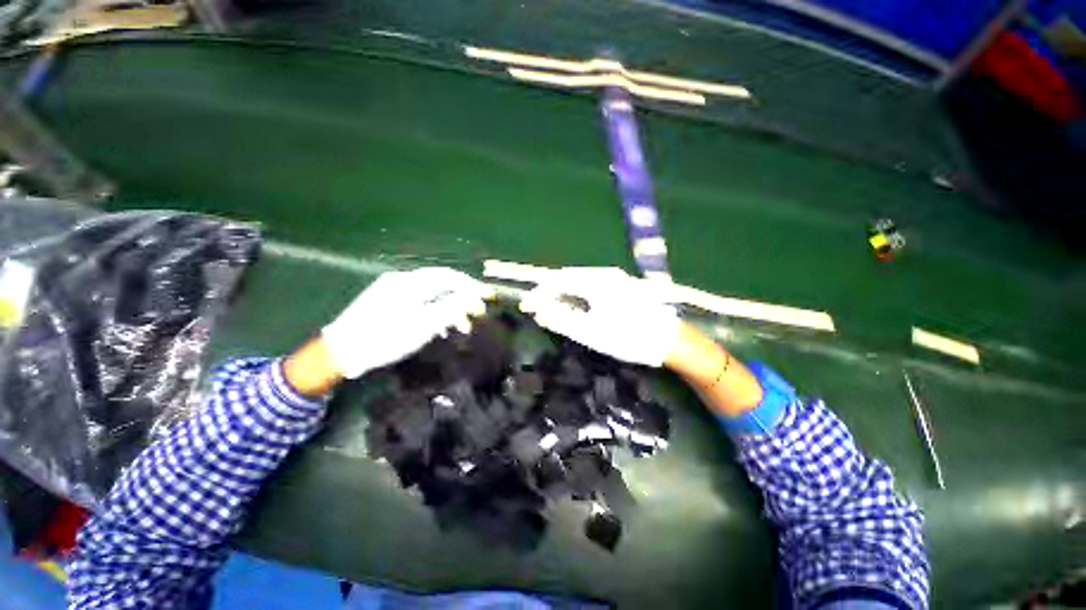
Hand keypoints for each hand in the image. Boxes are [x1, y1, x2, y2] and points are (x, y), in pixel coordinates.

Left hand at [322, 267, 492, 377]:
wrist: (341, 352)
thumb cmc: (386, 338)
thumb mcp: (424, 324)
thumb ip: (451, 308)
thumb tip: (472, 297)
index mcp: (412, 282)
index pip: (450, 277)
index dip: (471, 286)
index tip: (487, 297)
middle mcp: (403, 279)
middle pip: (441, 284)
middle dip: (462, 299)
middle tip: (476, 315)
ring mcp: (392, 289)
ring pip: (431, 294)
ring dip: (449, 308)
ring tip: (460, 327)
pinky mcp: (386, 300)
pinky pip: (419, 300)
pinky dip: (434, 311)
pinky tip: (440, 326)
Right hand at [519, 267, 679, 366]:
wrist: (669, 340)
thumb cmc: (628, 337)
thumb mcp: (590, 332)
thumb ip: (561, 320)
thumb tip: (538, 311)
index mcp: (596, 281)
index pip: (558, 281)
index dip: (540, 293)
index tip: (527, 306)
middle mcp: (605, 273)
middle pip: (568, 277)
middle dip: (550, 292)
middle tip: (539, 309)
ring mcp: (616, 278)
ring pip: (581, 280)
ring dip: (564, 293)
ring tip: (554, 309)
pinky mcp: (623, 286)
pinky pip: (592, 285)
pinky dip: (578, 294)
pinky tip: (577, 306)